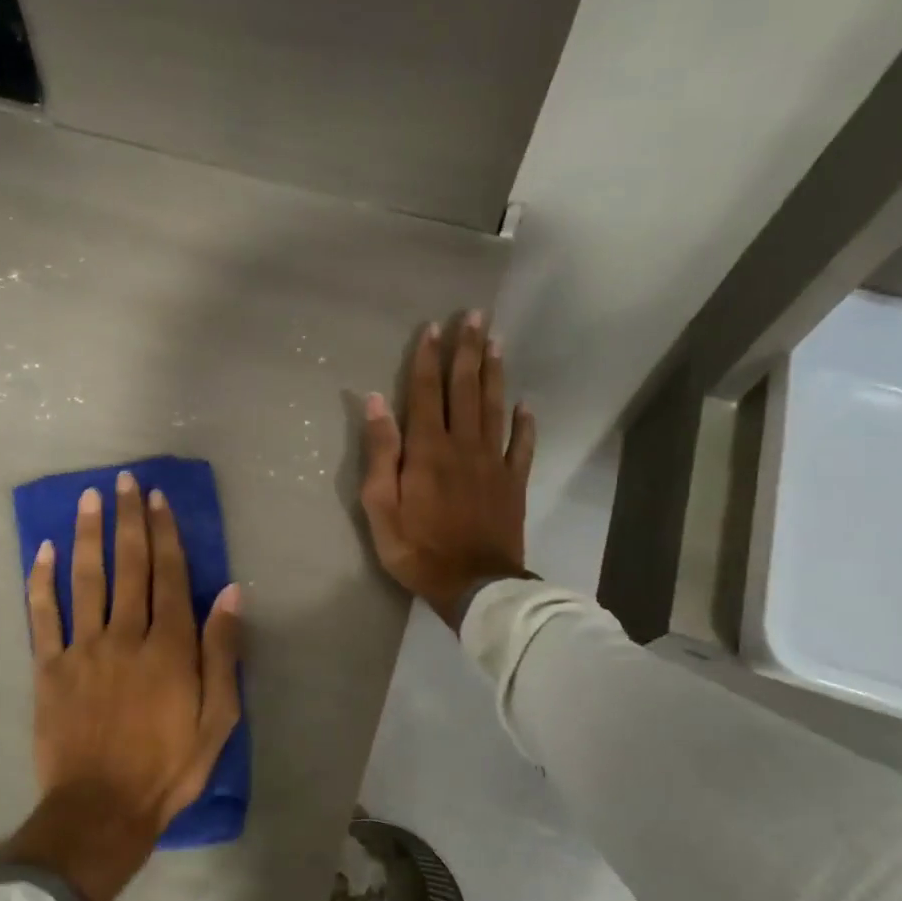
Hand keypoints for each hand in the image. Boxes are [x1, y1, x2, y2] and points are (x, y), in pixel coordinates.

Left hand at [0, 471, 242, 900]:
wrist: (101, 809)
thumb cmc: (168, 766)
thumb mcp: (218, 718)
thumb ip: (222, 652)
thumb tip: (230, 592)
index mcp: (169, 647)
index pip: (170, 576)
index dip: (165, 533)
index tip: (159, 499)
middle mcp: (126, 635)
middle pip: (129, 566)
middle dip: (129, 519)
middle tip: (126, 481)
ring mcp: (83, 648)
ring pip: (87, 579)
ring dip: (90, 534)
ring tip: (90, 498)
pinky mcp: (49, 667)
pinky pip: (43, 615)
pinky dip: (42, 580)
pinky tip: (45, 550)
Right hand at [360, 310, 535, 628]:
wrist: (474, 585)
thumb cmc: (417, 549)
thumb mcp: (380, 507)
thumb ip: (380, 453)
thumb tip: (375, 402)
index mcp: (428, 450)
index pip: (426, 393)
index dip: (428, 359)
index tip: (433, 328)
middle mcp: (463, 446)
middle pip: (465, 389)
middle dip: (467, 351)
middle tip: (474, 316)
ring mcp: (493, 463)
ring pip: (494, 408)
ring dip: (494, 373)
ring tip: (496, 342)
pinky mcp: (513, 483)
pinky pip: (522, 446)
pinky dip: (525, 423)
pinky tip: (526, 404)